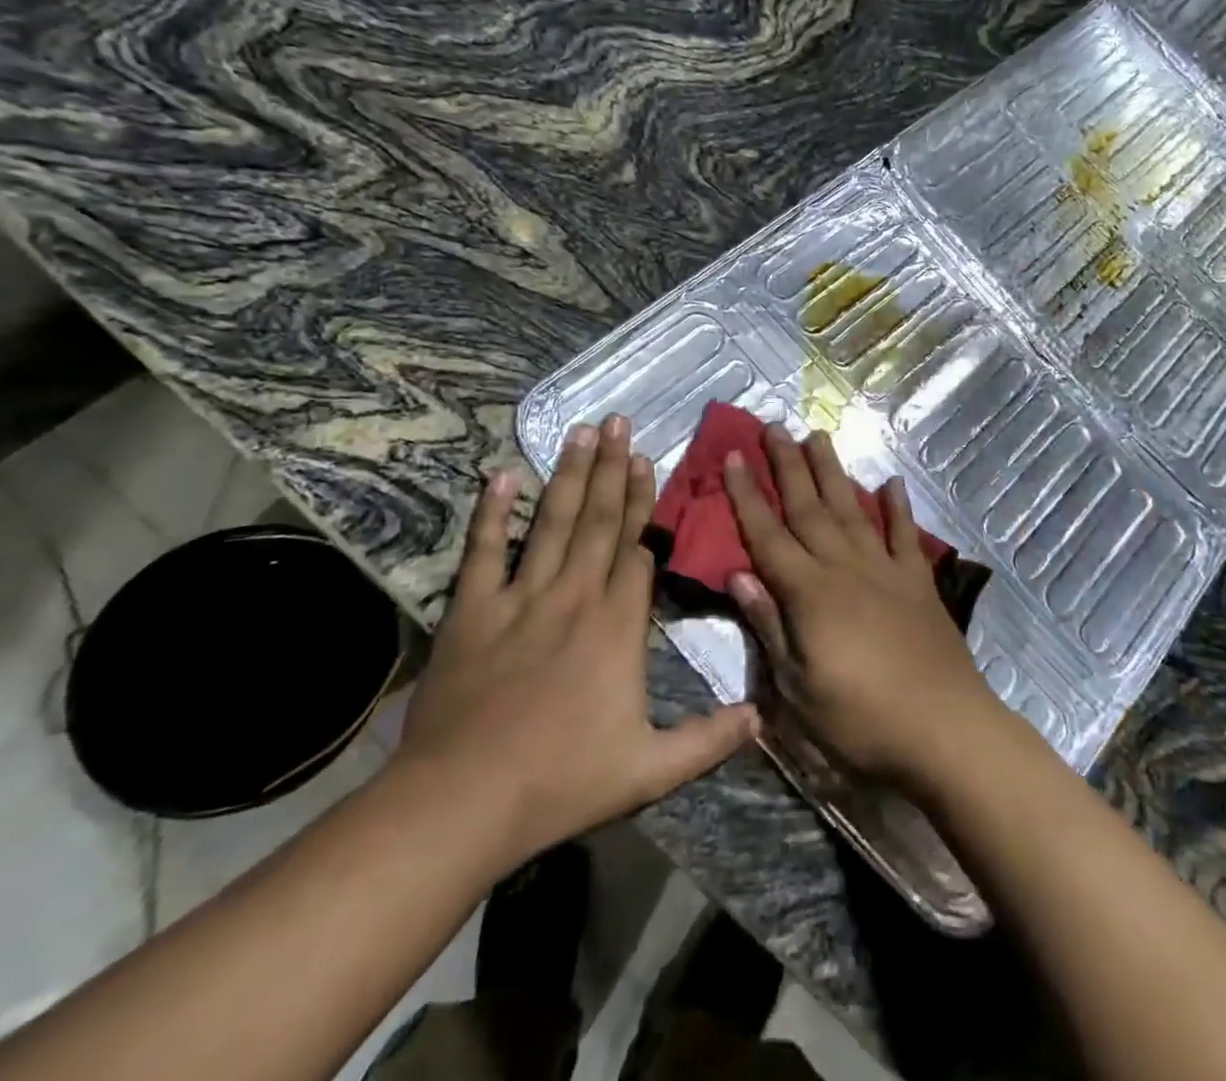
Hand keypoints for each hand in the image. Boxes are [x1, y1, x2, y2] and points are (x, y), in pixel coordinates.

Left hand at [393, 415, 757, 868]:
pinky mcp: (473, 612)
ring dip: (569, 475)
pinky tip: (502, 475)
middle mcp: (574, 596)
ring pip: (552, 523)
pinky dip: (492, 513)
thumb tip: (762, 716)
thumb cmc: (561, 783)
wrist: (463, 803)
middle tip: (618, 421)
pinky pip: (484, 552)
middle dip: (612, 469)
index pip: (636, 551)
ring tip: (581, 431)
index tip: (647, 462)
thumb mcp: (649, 771)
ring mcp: (521, 599)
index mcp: (617, 626)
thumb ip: (709, 739)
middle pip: (599, 522)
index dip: (642, 504)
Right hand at [722, 424, 1006, 790]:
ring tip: (818, 436)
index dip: (747, 495)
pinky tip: (890, 483)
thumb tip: (738, 574)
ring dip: (833, 471)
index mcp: (810, 593)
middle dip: (788, 465)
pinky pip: (905, 534)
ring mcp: (885, 569)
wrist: (945, 729)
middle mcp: (845, 568)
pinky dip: (897, 507)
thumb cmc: (861, 719)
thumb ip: (769, 625)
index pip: (768, 535)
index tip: (734, 456)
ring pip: (852, 508)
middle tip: (773, 426)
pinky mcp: (918, 581)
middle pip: (809, 507)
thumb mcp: (798, 687)